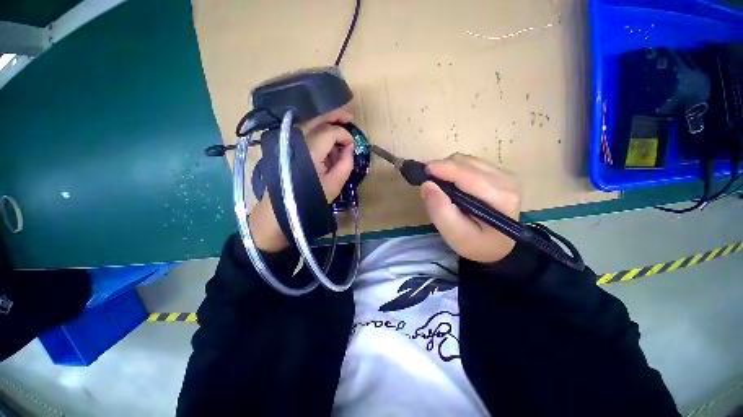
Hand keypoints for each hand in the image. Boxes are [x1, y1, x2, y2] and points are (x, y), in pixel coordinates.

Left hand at [249, 108, 354, 251]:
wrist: (284, 206)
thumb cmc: (311, 197)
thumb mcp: (335, 183)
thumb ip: (346, 163)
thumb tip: (349, 147)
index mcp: (311, 150)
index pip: (330, 132)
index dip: (345, 135)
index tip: (354, 144)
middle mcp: (299, 141)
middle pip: (317, 119)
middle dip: (335, 115)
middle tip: (349, 117)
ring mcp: (293, 143)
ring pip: (312, 125)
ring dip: (327, 125)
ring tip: (341, 132)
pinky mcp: (291, 148)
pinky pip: (308, 135)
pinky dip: (320, 136)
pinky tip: (329, 147)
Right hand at [421, 153, 521, 262]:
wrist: (497, 246)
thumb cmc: (476, 244)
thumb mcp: (454, 234)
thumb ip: (440, 210)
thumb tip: (427, 184)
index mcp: (499, 198)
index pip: (468, 175)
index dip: (443, 168)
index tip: (423, 171)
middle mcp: (506, 180)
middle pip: (465, 163)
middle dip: (443, 169)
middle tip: (431, 185)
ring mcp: (504, 174)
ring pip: (467, 160)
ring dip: (449, 170)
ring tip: (443, 188)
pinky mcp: (499, 173)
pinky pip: (470, 163)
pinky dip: (456, 170)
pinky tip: (454, 185)